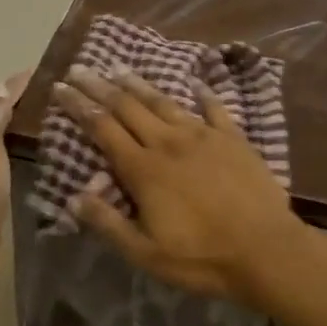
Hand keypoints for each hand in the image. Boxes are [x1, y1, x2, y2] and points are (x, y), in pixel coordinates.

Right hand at [52, 65, 308, 308]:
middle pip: (127, 106)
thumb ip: (109, 224)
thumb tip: (74, 198)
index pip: (102, 128)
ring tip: (119, 68)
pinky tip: (196, 83)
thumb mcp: (146, 253)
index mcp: (144, 169)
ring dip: (138, 84)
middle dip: (99, 86)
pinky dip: (202, 94)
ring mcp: (202, 135)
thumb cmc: (202, 257)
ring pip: (163, 102)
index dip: (79, 106)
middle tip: (79, 68)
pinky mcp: (232, 137)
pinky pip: (213, 108)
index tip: (60, 88)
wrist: (266, 249)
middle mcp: (168, 142)